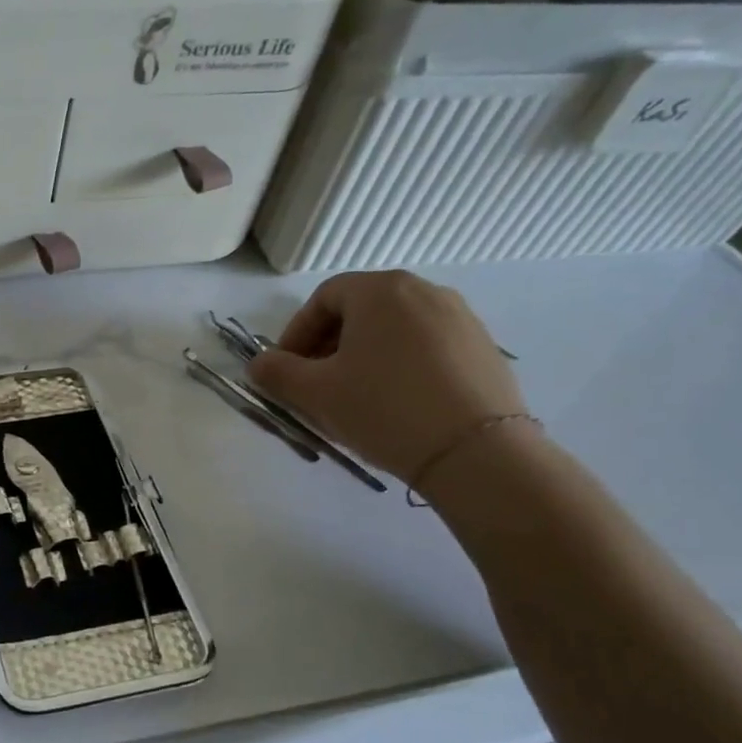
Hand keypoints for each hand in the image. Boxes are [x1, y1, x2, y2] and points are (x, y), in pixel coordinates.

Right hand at [248, 271, 528, 486]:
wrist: (476, 452)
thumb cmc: (383, 409)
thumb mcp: (315, 392)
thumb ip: (276, 372)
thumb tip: (258, 363)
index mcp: (381, 290)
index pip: (323, 299)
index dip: (295, 334)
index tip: (285, 370)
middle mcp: (424, 291)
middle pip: (359, 310)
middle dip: (327, 345)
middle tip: (314, 385)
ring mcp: (460, 318)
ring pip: (393, 330)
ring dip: (362, 356)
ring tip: (353, 397)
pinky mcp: (483, 348)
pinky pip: (425, 347)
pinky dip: (399, 366)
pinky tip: (395, 404)